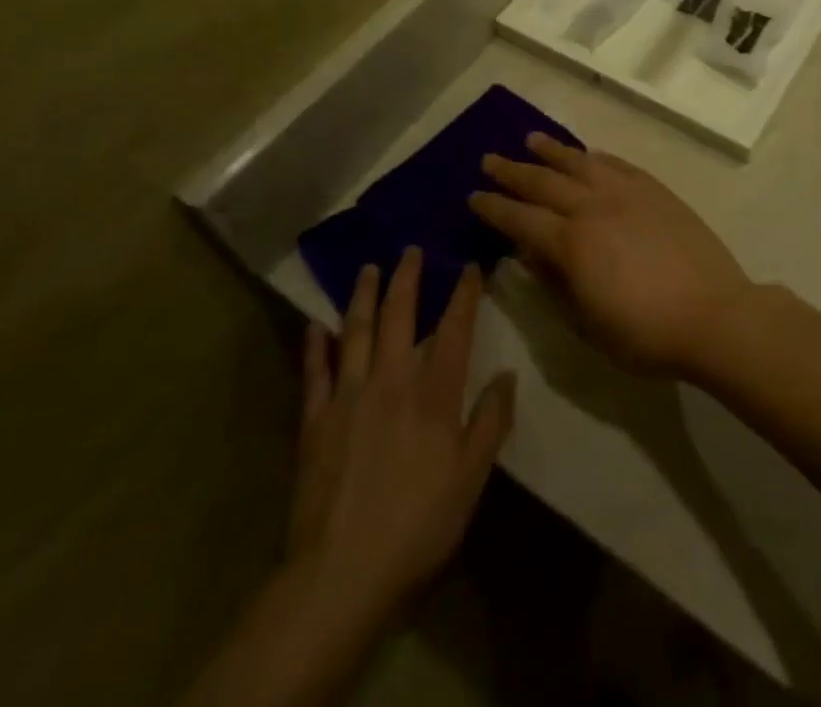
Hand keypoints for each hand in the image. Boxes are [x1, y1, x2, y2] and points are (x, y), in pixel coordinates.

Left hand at [288, 251, 514, 615]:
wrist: (340, 572)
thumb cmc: (417, 524)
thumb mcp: (471, 478)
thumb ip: (491, 421)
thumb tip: (506, 374)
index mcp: (433, 393)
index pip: (453, 328)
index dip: (463, 294)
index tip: (469, 266)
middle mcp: (390, 380)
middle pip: (399, 316)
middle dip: (407, 279)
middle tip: (410, 249)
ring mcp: (348, 396)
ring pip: (356, 331)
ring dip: (363, 296)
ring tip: (368, 268)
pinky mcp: (314, 421)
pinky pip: (314, 372)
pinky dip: (315, 345)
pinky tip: (315, 325)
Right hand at [469, 134, 751, 376]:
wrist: (713, 315)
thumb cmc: (645, 333)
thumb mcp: (587, 323)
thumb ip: (554, 283)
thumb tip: (529, 253)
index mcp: (571, 243)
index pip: (521, 218)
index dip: (494, 208)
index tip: (474, 196)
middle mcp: (594, 208)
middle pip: (544, 182)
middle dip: (513, 171)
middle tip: (490, 160)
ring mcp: (627, 193)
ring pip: (580, 163)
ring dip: (551, 151)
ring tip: (530, 139)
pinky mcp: (655, 190)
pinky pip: (617, 164)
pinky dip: (595, 157)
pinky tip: (587, 154)